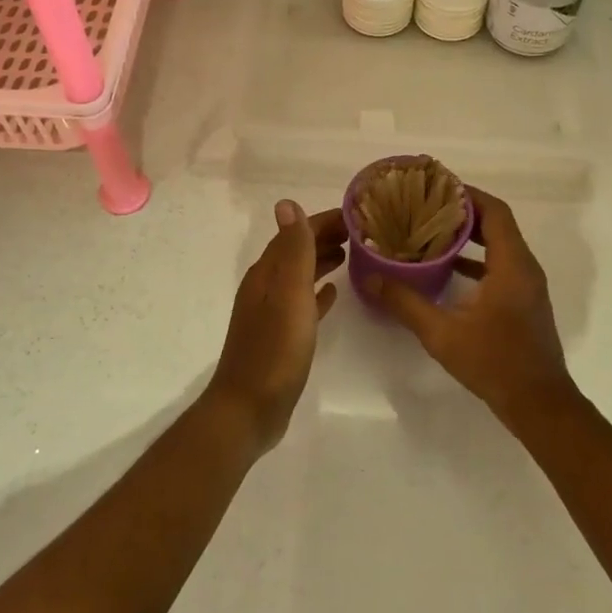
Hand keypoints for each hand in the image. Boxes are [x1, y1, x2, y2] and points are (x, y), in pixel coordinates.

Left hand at [206, 201, 345, 451]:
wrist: (249, 409)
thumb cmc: (274, 350)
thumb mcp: (289, 294)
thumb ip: (293, 250)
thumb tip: (287, 203)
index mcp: (266, 274)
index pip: (295, 234)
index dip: (322, 221)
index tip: (356, 216)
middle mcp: (265, 287)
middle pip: (296, 252)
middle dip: (324, 237)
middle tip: (361, 234)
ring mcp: (271, 313)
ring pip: (299, 276)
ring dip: (321, 261)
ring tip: (350, 256)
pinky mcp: (279, 337)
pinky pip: (301, 304)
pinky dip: (317, 293)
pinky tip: (333, 294)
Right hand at [367, 188, 574, 427]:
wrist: (539, 405)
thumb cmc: (495, 363)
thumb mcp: (442, 333)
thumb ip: (405, 303)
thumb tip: (369, 278)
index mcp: (512, 265)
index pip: (494, 211)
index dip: (467, 195)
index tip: (435, 188)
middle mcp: (524, 268)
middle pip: (496, 224)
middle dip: (463, 212)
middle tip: (425, 206)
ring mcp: (526, 286)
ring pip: (499, 245)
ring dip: (469, 235)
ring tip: (430, 231)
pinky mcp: (523, 302)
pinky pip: (500, 265)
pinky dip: (475, 259)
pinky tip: (445, 269)